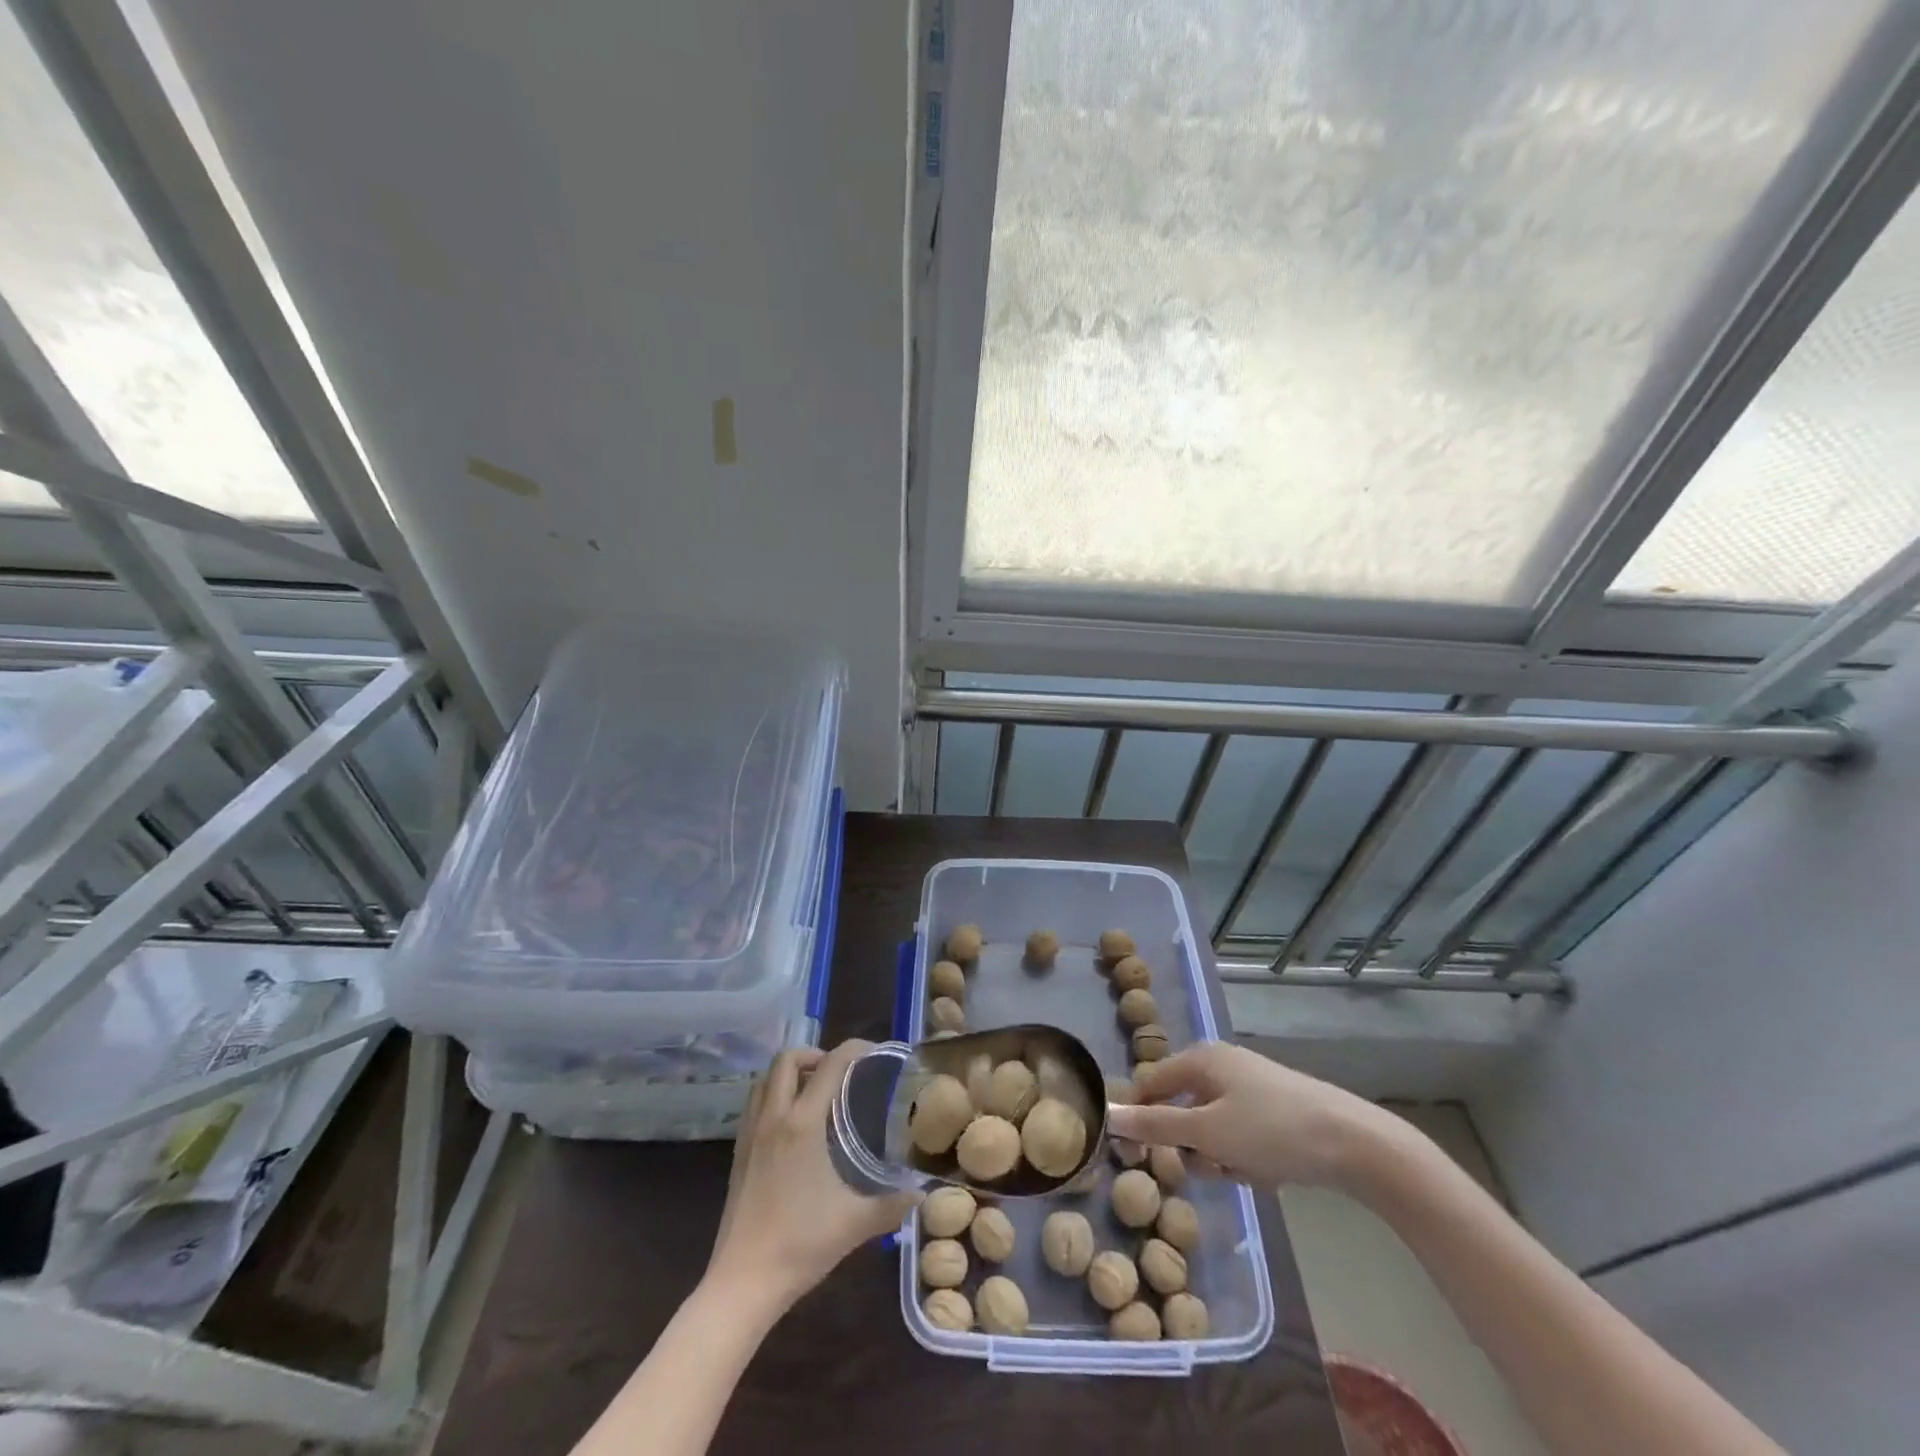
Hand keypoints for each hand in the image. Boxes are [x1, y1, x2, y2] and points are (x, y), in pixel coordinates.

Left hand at [706, 1040, 918, 1312]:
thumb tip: (921, 1193)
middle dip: (815, 1054)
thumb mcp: (856, 1222)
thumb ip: (893, 1204)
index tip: (875, 1054)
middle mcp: (773, 1117)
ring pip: (765, 1079)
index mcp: (802, 1122)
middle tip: (841, 1073)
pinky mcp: (738, 1154)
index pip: (830, 1064)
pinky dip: (775, 1096)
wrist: (743, 1283)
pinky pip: (755, 1104)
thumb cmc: (801, 1244)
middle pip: (786, 1059)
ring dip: (790, 1073)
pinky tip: (794, 1126)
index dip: (854, 1049)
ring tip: (816, 1092)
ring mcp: (750, 1134)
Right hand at [1106, 1041, 1394, 1190]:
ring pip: (1210, 1128)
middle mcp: (1220, 1065)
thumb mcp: (1207, 1132)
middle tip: (1211, 1166)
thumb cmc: (1271, 1131)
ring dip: (1219, 1157)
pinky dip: (1244, 1157)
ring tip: (1245, 1171)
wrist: (1354, 1143)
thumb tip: (1108, 1114)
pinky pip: (1238, 1135)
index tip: (1136, 1159)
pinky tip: (1267, 1171)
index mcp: (1200, 1058)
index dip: (1138, 1118)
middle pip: (1181, 1109)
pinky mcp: (1273, 1110)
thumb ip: (1155, 1124)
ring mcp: (1249, 1087)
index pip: (1149, 1083)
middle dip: (1191, 1146)